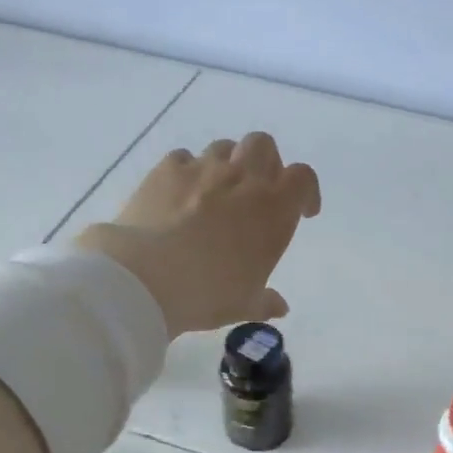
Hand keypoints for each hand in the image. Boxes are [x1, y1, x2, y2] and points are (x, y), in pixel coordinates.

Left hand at [74, 133, 320, 336]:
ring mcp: (203, 169)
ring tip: (217, 191)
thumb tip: (279, 307)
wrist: (145, 277)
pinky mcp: (166, 170)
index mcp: (273, 210)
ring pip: (225, 147)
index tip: (302, 211)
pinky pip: (184, 158)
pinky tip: (180, 194)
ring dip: (228, 164)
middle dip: (266, 163)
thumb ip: (265, 301)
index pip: (303, 179)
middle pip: (264, 146)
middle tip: (258, 191)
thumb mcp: (244, 305)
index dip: (306, 191)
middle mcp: (243, 180)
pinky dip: (188, 171)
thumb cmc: (208, 293)